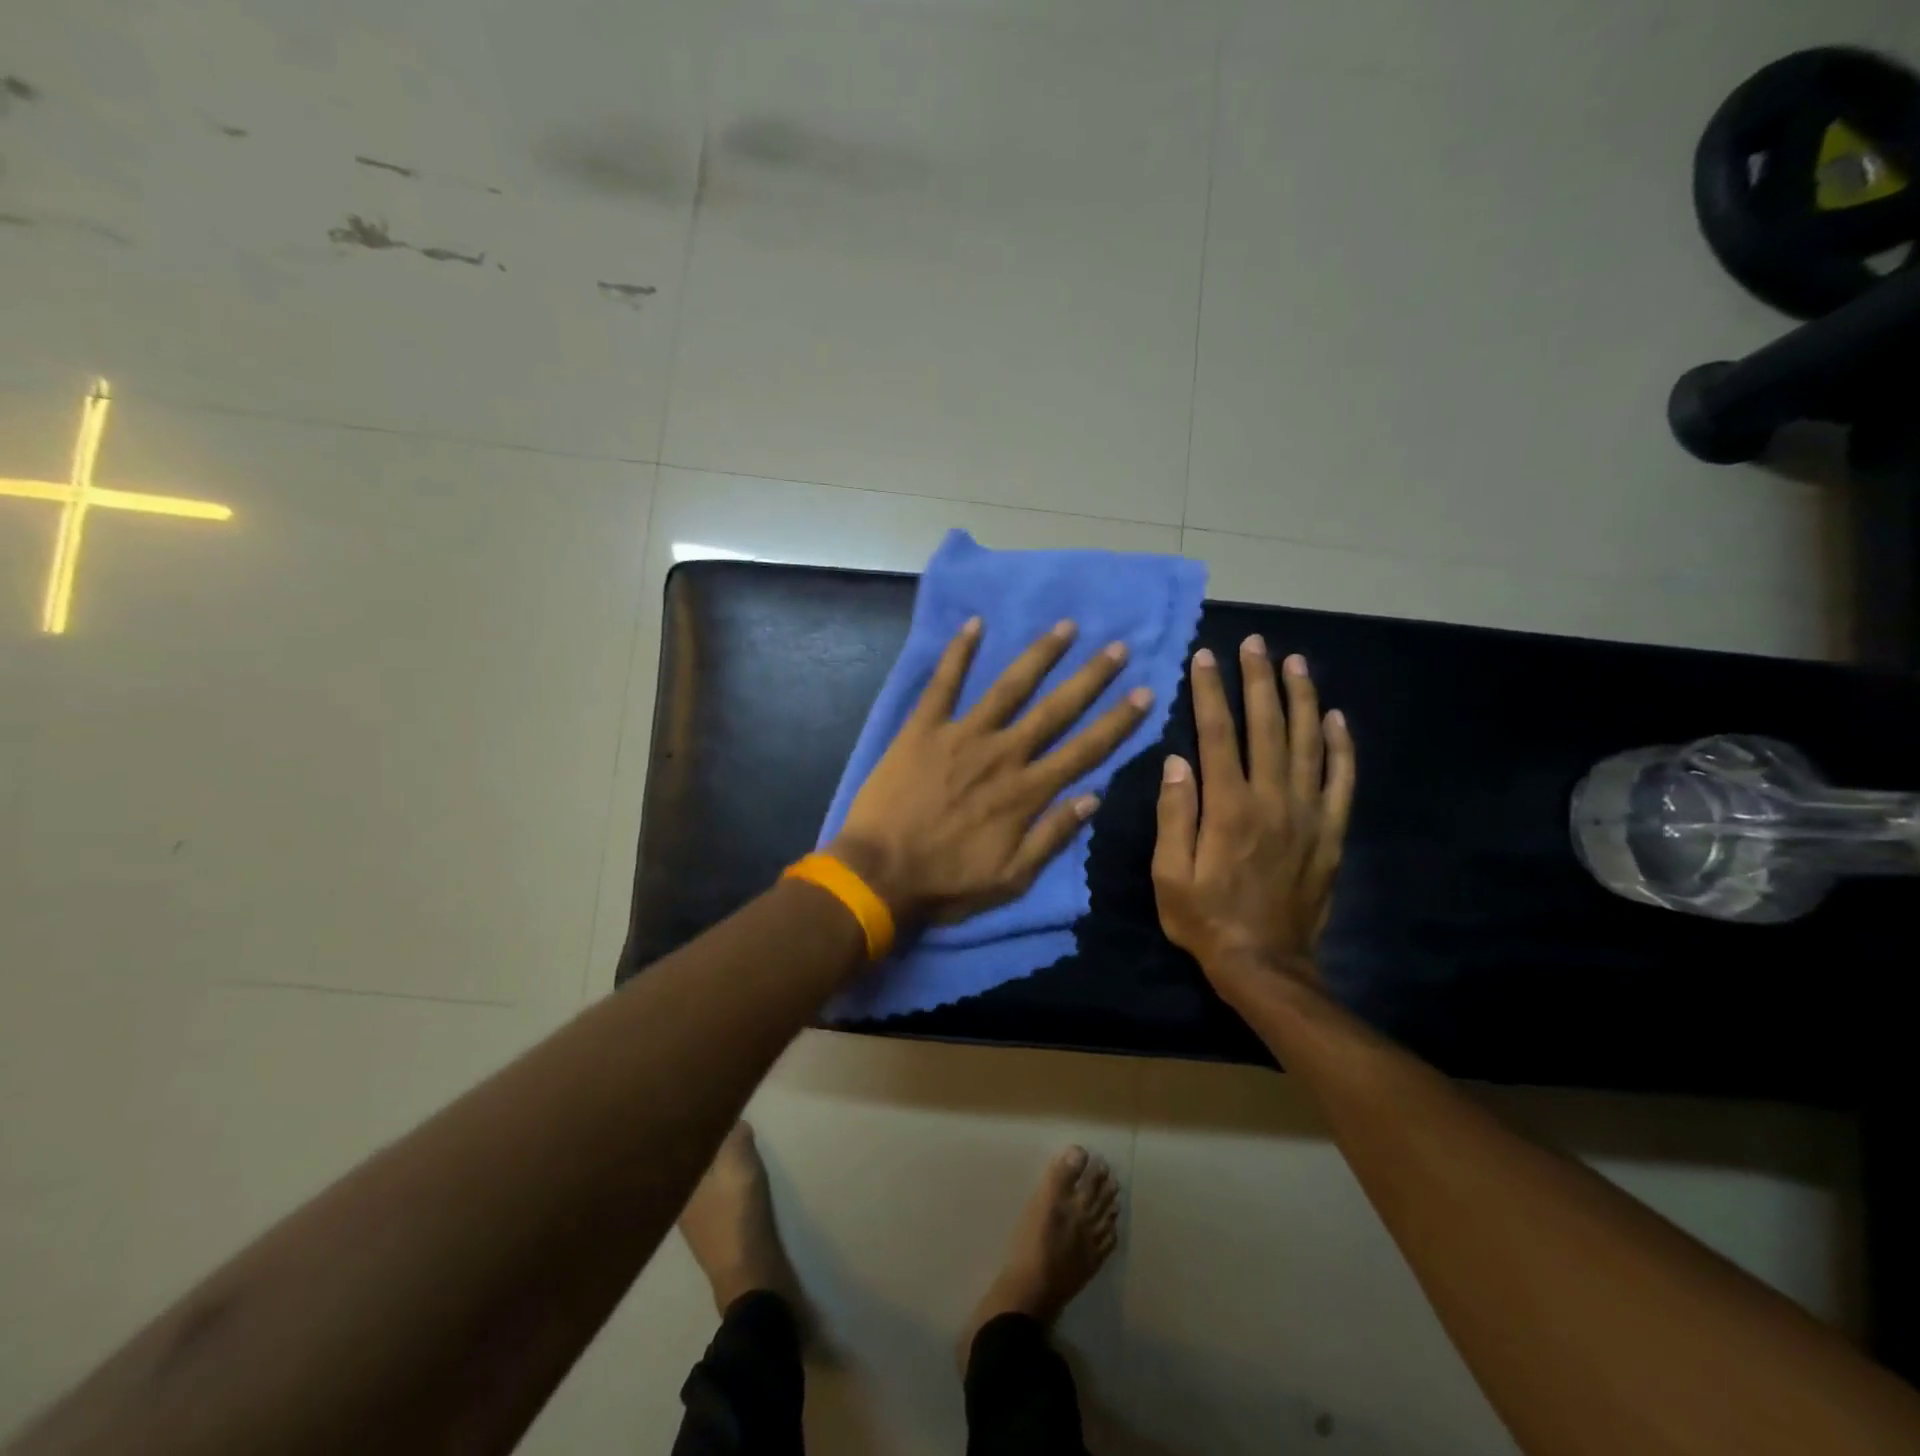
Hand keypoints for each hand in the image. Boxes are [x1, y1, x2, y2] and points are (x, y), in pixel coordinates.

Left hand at [830, 617, 1152, 927]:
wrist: (877, 874)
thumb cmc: (945, 882)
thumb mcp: (1010, 879)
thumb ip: (1052, 837)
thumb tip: (1093, 797)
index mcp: (1026, 792)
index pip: (1085, 750)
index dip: (1118, 721)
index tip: (1145, 692)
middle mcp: (1003, 754)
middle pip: (1056, 710)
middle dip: (1091, 678)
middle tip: (1118, 647)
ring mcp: (962, 736)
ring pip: (1009, 687)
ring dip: (1039, 655)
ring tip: (1065, 627)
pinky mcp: (923, 728)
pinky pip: (943, 683)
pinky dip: (958, 653)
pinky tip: (974, 623)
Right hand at [1151, 638, 1354, 993]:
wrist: (1265, 965)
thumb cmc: (1206, 920)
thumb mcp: (1169, 875)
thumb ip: (1173, 816)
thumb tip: (1175, 761)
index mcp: (1228, 807)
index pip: (1217, 734)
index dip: (1210, 692)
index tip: (1205, 657)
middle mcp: (1272, 800)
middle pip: (1267, 727)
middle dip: (1259, 680)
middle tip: (1256, 643)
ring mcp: (1307, 814)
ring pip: (1308, 743)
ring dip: (1301, 698)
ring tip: (1295, 662)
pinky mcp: (1330, 833)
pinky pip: (1341, 781)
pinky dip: (1341, 747)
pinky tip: (1336, 718)